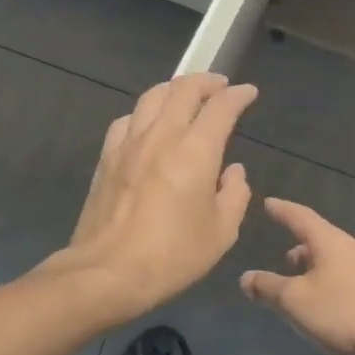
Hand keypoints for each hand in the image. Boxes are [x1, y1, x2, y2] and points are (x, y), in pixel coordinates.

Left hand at [49, 73, 256, 320]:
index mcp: (196, 152)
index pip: (220, 108)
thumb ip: (234, 195)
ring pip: (152, 97)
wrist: (108, 271)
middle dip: (206, 82)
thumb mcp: (221, 233)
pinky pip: (127, 119)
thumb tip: (232, 172)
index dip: (237, 96)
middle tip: (219, 86)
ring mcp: (129, 143)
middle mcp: (161, 136)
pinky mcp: (107, 157)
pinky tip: (148, 124)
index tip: (248, 93)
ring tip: (185, 96)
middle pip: (183, 90)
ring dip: (174, 89)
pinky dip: (145, 112)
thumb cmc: (172, 256)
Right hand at [240, 198, 354, 354]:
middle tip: (281, 252)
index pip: (300, 217)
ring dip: (312, 265)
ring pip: (332, 259)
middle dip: (299, 243)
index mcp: (329, 241)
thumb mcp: (294, 301)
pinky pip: (343, 277)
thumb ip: (267, 287)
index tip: (268, 203)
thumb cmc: (342, 313)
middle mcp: (350, 248)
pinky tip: (321, 300)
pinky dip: (326, 280)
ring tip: (298, 278)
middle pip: (319, 238)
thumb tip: (246, 277)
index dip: (282, 210)